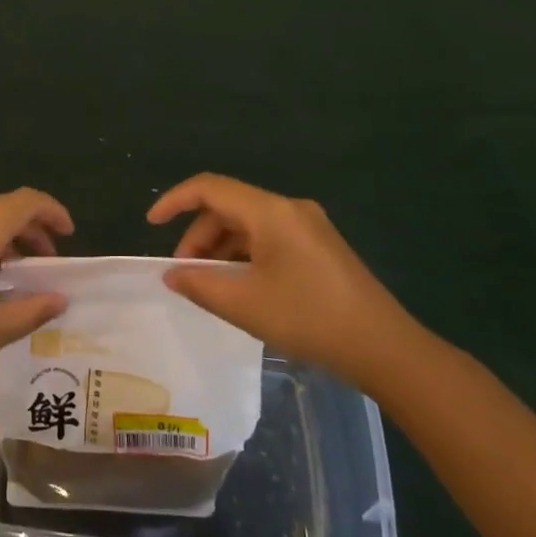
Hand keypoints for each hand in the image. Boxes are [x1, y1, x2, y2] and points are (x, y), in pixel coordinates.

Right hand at [148, 173, 422, 392]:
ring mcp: (308, 226)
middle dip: (198, 237)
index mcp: (270, 212)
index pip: (209, 188)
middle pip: (228, 207)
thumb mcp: (244, 305)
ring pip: (248, 225)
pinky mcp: (319, 246)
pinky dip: (244, 256)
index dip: (174, 200)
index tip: (151, 224)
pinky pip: (268, 238)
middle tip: (185, 275)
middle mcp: (289, 208)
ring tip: (210, 286)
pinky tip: (241, 287)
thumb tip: (171, 274)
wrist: (385, 348)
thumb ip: (199, 285)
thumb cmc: (309, 319)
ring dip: (221, 249)